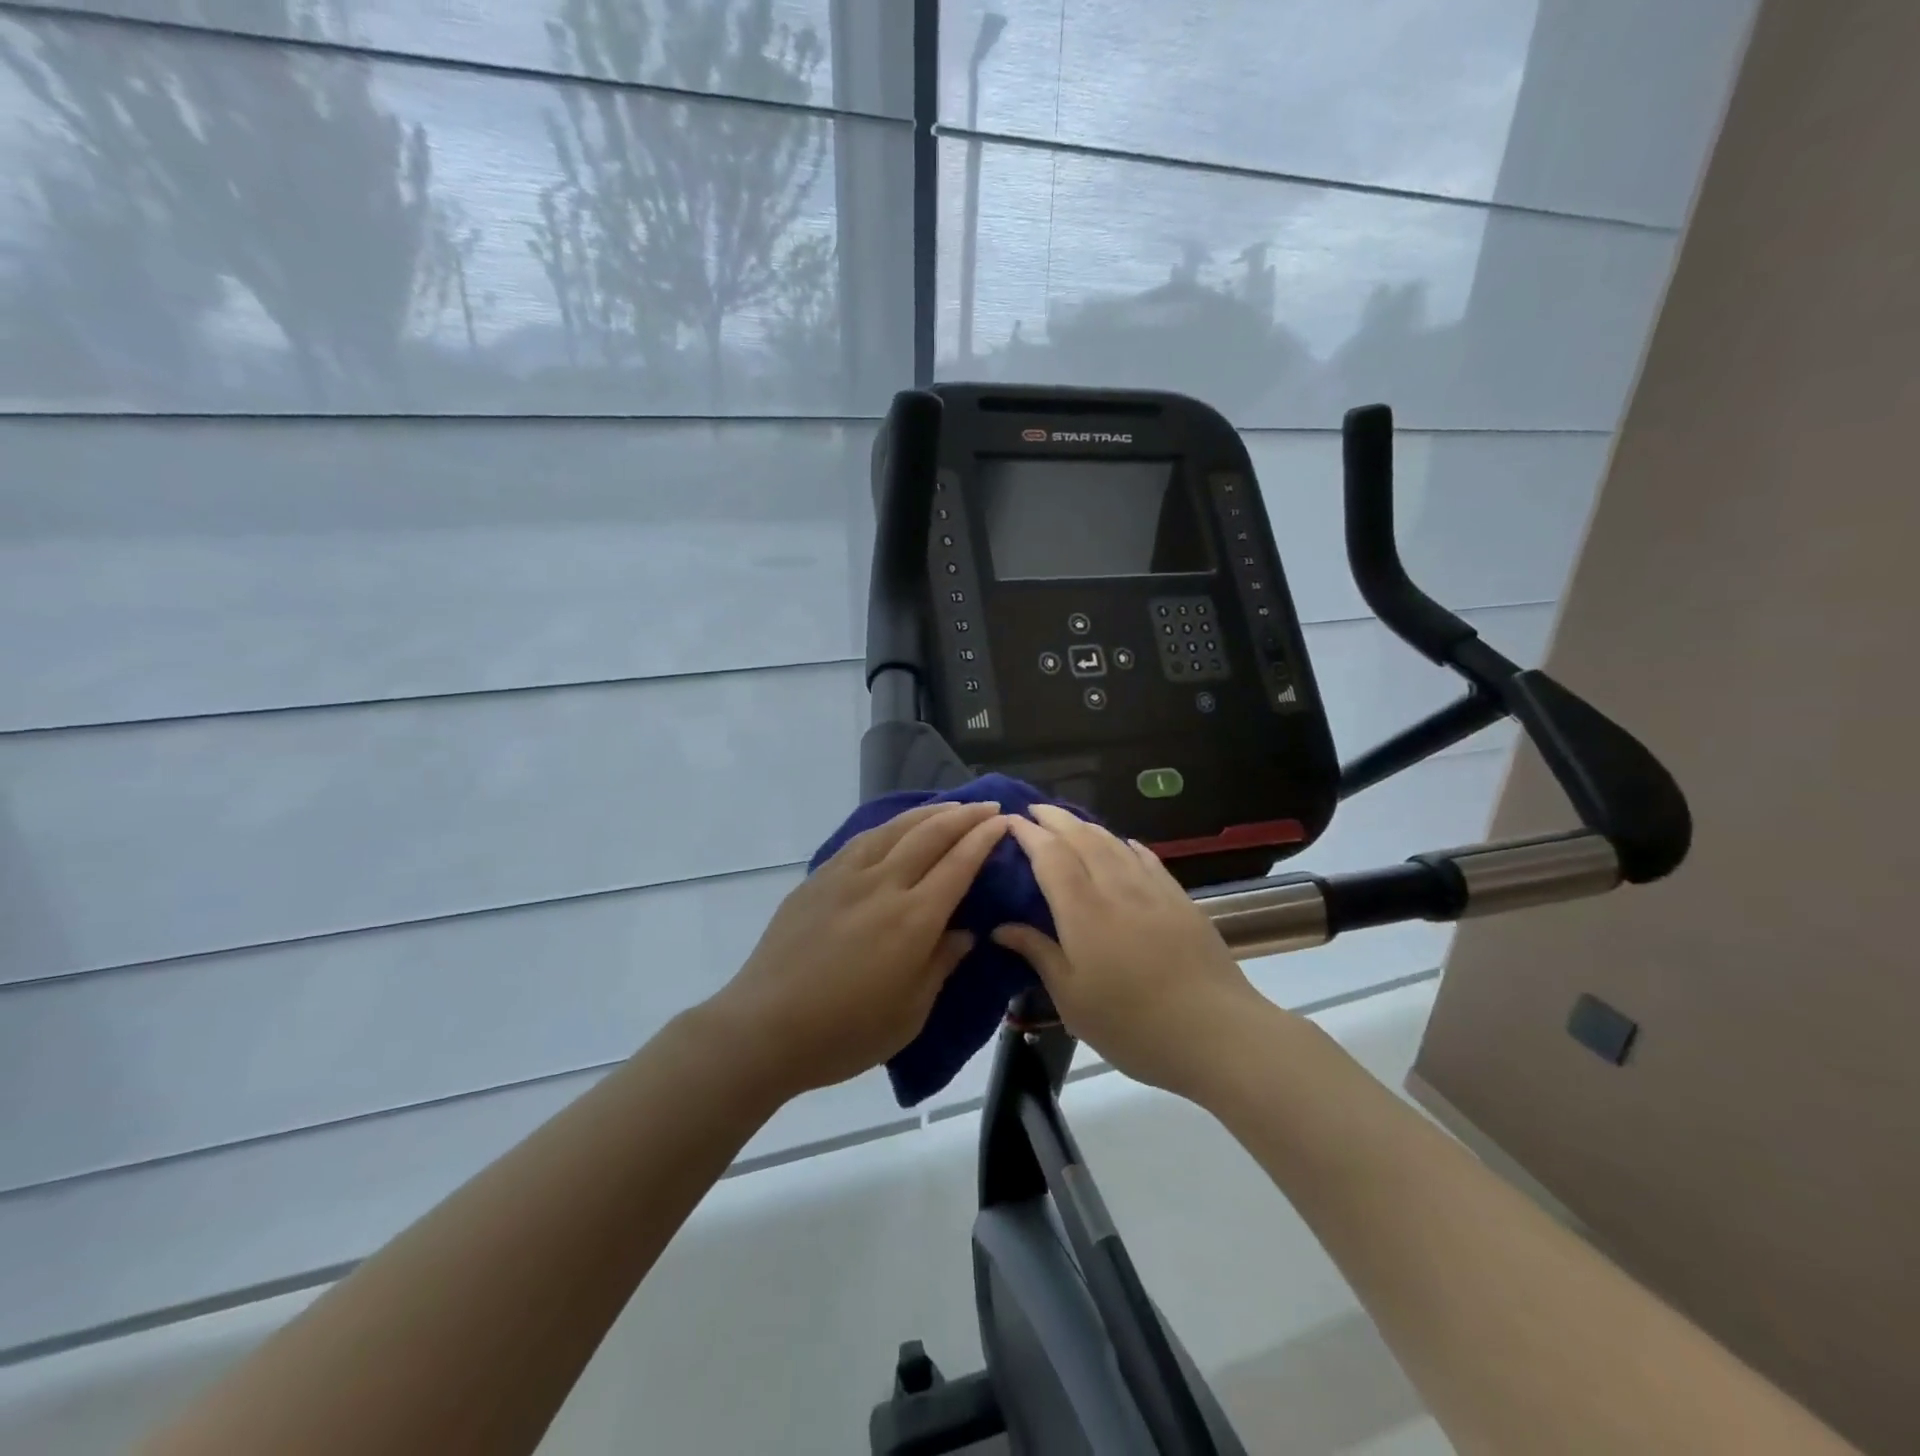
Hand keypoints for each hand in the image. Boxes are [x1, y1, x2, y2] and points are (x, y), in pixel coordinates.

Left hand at [705, 801, 1009, 1097]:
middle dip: (964, 816)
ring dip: (928, 812)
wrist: (764, 1027)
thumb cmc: (845, 1033)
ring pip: (895, 828)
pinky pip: (863, 839)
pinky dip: (890, 826)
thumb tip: (964, 932)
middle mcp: (883, 885)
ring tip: (949, 807)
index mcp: (913, 920)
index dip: (984, 839)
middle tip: (987, 806)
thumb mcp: (909, 1013)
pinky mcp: (819, 879)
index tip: (1003, 821)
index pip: (959, 864)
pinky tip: (896, 827)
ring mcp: (846, 876)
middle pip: (930, 835)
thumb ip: (941, 964)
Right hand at [993, 804, 1265, 1097]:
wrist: (1214, 1031)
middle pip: (1082, 838)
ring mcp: (1152, 890)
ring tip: (1070, 822)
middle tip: (1034, 809)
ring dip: (1087, 826)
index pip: (1050, 856)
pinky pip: (1147, 858)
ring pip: (1114, 842)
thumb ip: (1038, 953)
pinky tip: (1124, 844)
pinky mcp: (1179, 899)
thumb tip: (1001, 927)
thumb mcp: (1072, 999)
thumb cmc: (1132, 1023)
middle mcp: (1115, 888)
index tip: (1011, 820)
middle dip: (1055, 818)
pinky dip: (1127, 844)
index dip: (1029, 833)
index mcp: (1082, 911)